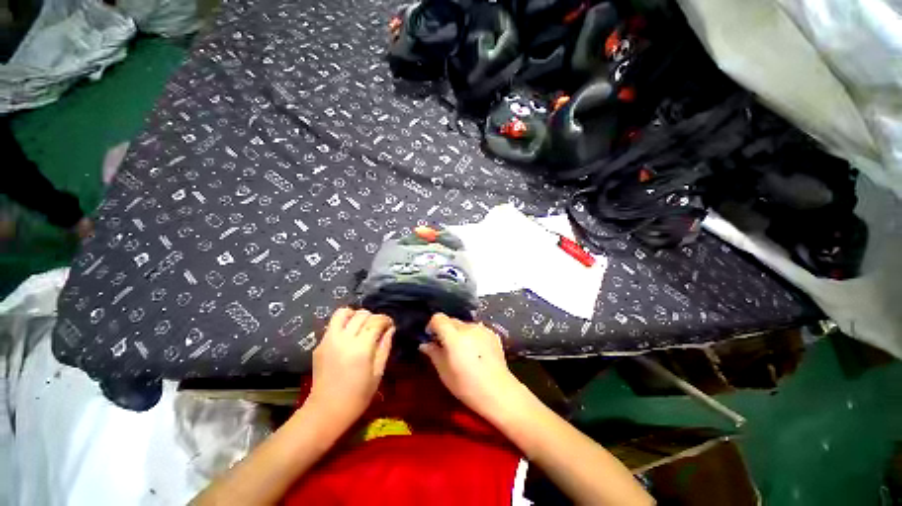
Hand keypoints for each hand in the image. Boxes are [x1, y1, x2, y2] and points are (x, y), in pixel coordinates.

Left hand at [306, 308, 394, 428]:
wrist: (326, 411)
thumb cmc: (358, 396)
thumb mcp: (378, 373)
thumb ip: (385, 347)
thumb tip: (390, 329)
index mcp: (361, 348)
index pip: (376, 321)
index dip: (385, 320)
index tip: (390, 325)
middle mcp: (343, 339)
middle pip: (361, 314)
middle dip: (373, 317)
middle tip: (377, 328)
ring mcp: (328, 340)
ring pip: (343, 313)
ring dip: (355, 315)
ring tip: (361, 325)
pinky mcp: (319, 344)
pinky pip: (333, 324)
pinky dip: (344, 323)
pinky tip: (349, 336)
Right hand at [420, 314, 524, 417]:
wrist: (499, 392)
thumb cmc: (467, 386)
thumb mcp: (444, 372)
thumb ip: (433, 353)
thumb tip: (425, 344)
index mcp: (454, 336)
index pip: (438, 318)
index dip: (432, 325)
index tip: (432, 337)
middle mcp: (468, 327)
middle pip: (452, 320)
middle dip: (446, 330)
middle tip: (446, 347)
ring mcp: (482, 329)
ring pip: (465, 325)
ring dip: (460, 333)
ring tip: (463, 351)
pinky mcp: (493, 334)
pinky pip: (477, 330)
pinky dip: (472, 336)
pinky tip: (476, 353)